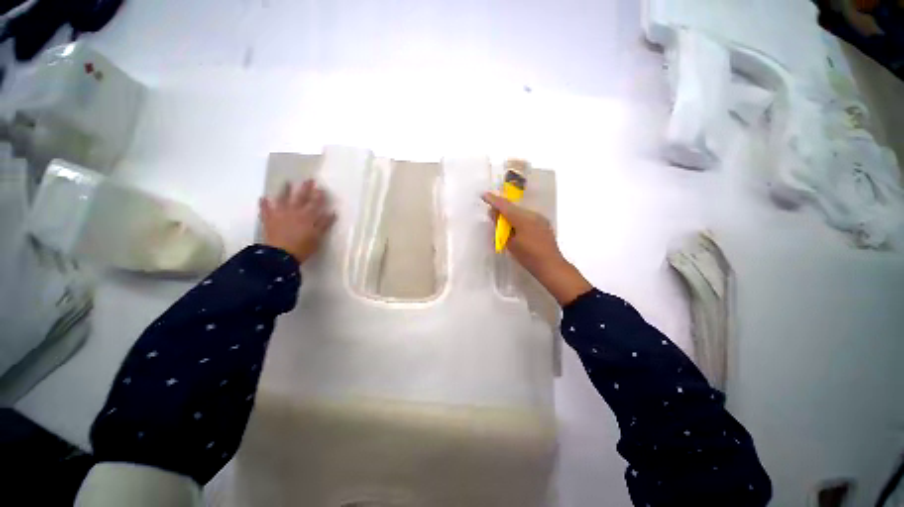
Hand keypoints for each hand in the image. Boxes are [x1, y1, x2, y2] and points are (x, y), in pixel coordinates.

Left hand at [260, 180, 335, 263]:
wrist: (280, 255)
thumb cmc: (303, 247)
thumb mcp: (318, 236)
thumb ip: (325, 223)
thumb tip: (332, 212)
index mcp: (308, 216)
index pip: (316, 203)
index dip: (319, 195)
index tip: (321, 188)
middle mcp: (294, 211)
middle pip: (301, 197)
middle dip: (305, 188)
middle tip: (309, 180)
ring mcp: (280, 214)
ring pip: (283, 199)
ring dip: (285, 190)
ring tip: (286, 182)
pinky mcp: (269, 219)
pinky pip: (265, 209)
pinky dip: (264, 203)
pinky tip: (263, 198)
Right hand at [482, 192, 591, 305]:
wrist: (550, 266)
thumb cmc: (528, 256)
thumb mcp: (510, 243)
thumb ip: (501, 227)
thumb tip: (494, 214)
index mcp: (523, 219)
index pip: (505, 206)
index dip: (493, 200)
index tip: (484, 195)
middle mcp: (532, 214)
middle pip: (513, 207)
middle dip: (502, 207)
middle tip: (492, 212)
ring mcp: (540, 218)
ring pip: (521, 211)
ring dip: (510, 213)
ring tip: (502, 220)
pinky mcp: (543, 223)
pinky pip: (527, 216)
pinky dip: (519, 218)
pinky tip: (515, 226)